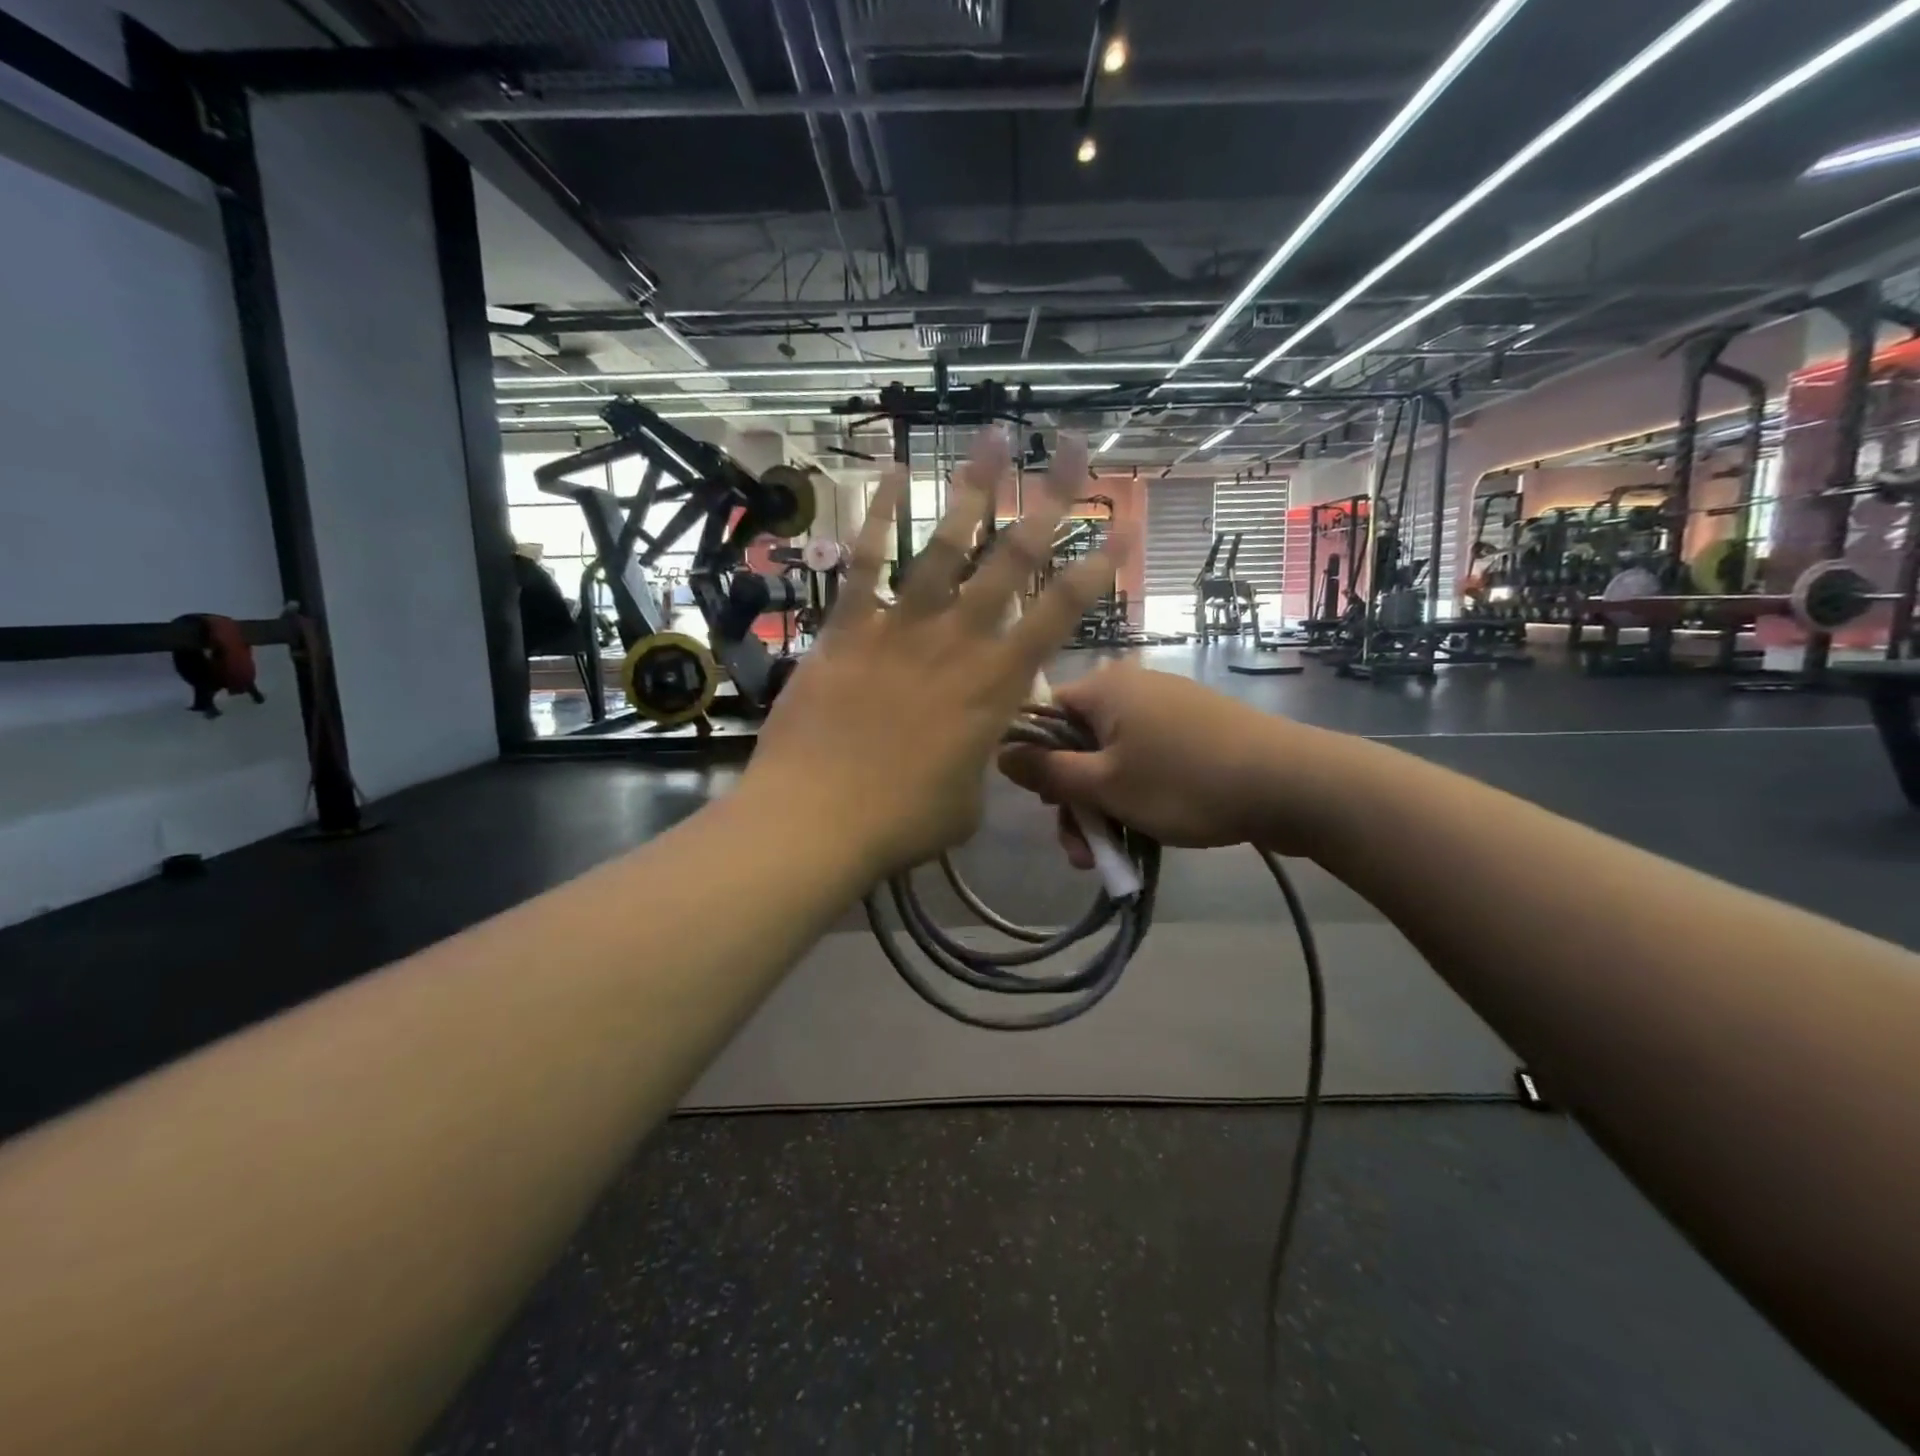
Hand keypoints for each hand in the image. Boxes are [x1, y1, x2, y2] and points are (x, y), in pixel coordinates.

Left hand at [742, 429, 1119, 880]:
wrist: (816, 821)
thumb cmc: (900, 823)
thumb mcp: (966, 801)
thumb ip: (980, 759)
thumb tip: (975, 746)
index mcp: (997, 686)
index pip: (1061, 615)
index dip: (1096, 569)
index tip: (1122, 527)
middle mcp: (957, 641)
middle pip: (1012, 560)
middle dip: (1048, 501)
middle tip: (1072, 450)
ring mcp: (899, 628)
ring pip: (943, 545)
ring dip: (971, 488)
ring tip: (993, 437)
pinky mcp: (846, 629)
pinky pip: (864, 562)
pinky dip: (876, 515)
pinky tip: (890, 473)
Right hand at [998, 664, 1347, 862]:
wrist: (1291, 784)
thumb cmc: (1184, 782)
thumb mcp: (1105, 786)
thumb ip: (1047, 772)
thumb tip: (1000, 753)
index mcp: (1104, 688)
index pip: (1042, 714)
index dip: (1033, 760)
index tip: (1042, 804)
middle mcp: (1131, 687)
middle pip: (1077, 743)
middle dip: (1073, 800)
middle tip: (1081, 850)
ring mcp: (1166, 707)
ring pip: (1111, 758)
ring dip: (1103, 807)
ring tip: (1112, 857)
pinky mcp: (1193, 729)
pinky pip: (1145, 759)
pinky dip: (1135, 793)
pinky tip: (1142, 832)